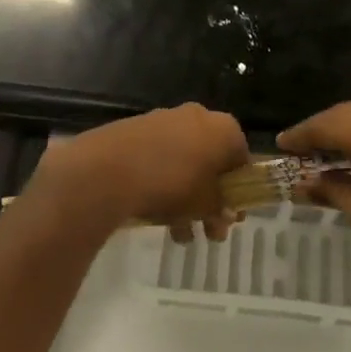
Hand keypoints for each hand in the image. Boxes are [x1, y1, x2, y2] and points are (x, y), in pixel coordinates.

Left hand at [30, 104, 249, 240]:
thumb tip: (226, 215)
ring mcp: (164, 119)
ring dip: (185, 197)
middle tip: (208, 230)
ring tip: (178, 234)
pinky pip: (158, 158)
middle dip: (210, 198)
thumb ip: (221, 209)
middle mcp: (197, 116)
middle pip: (211, 161)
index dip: (239, 190)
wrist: (108, 170)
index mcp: (224, 128)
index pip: (242, 159)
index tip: (230, 215)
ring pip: (184, 162)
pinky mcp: (135, 128)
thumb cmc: (172, 185)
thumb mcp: (206, 205)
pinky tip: (154, 214)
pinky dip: (161, 183)